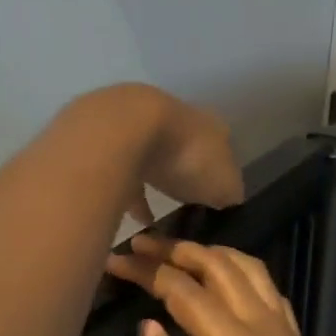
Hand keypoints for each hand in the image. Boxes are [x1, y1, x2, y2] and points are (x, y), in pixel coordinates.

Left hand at [64, 85, 243, 224]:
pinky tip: (131, 217)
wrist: (124, 131)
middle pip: (184, 148)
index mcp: (209, 125)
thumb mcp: (224, 185)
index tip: (215, 200)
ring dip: (153, 181)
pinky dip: (128, 191)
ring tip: (154, 218)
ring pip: (150, 155)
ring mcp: (138, 122)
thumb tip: (227, 202)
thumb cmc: (185, 157)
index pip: (221, 148)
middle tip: (184, 204)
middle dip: (184, 173)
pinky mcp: (106, 135)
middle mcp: (176, 116)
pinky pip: (121, 170)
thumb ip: (229, 194)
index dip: (219, 175)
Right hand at [105, 237, 335, 335]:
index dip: (147, 271)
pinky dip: (240, 269)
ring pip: (249, 268)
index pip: (183, 291)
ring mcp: (285, 331)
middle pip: (219, 266)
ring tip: (175, 252)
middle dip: (177, 250)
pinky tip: (222, 277)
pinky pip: (268, 287)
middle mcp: (264, 326)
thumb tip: (149, 322)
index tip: (115, 260)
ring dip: (211, 253)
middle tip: (140, 243)